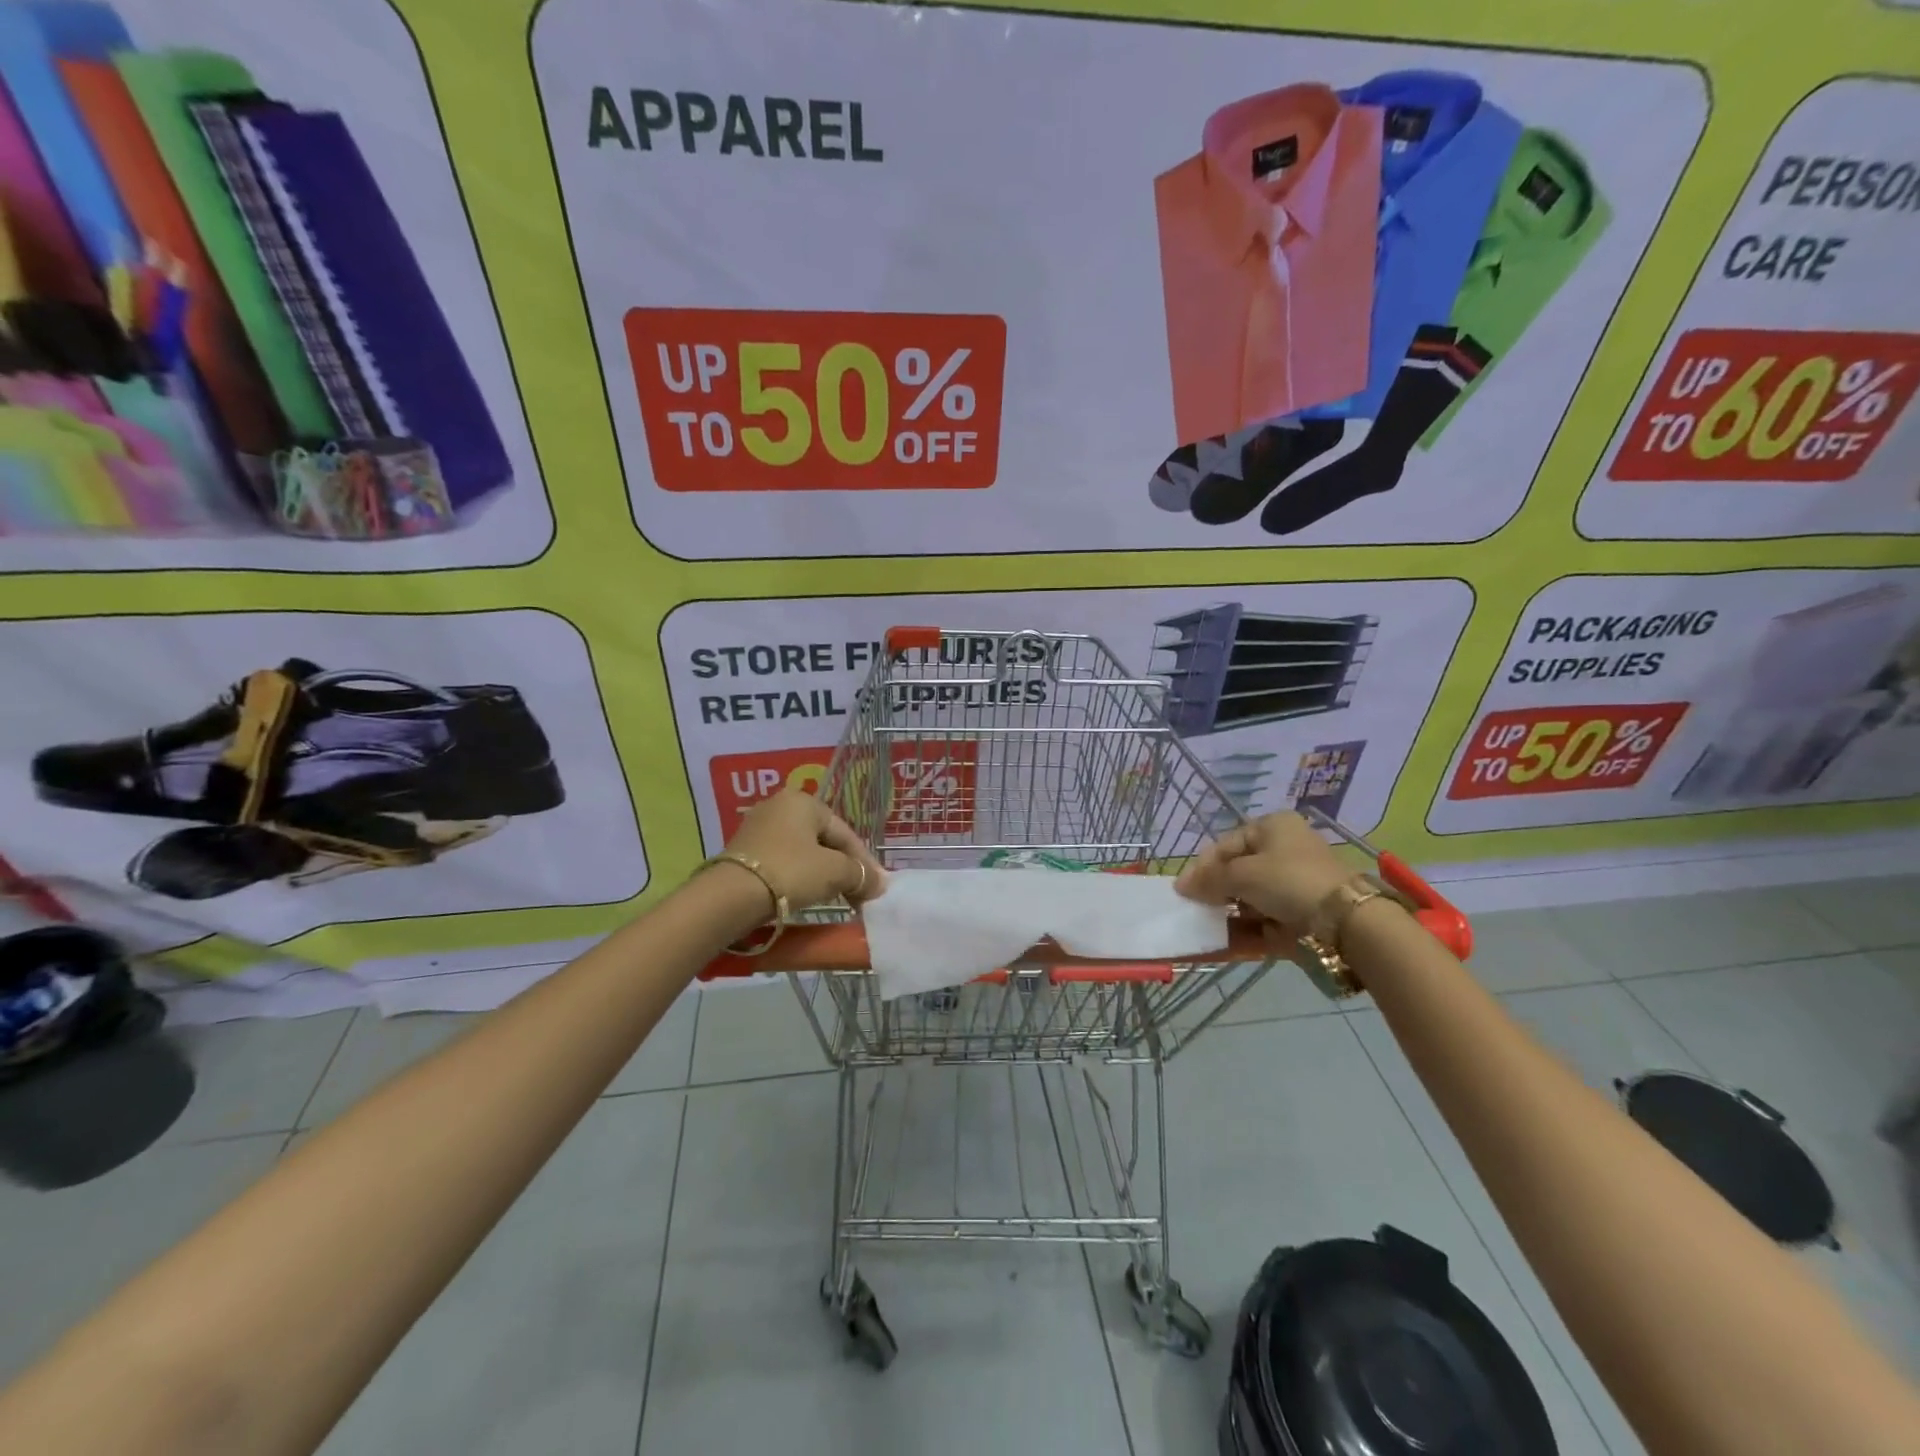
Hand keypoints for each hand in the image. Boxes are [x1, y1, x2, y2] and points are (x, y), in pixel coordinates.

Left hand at [722, 789, 885, 911]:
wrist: (731, 897)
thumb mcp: (834, 872)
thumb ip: (861, 875)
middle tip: (858, 895)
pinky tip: (807, 894)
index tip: (876, 888)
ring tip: (836, 897)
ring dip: (823, 874)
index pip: (845, 833)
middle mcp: (779, 806)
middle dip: (844, 868)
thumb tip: (880, 884)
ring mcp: (758, 827)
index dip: (865, 862)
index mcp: (803, 801)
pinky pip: (783, 861)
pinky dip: (799, 876)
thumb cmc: (790, 872)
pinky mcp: (744, 851)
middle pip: (824, 840)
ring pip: (804, 851)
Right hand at [1174, 811, 1351, 929]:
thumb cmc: (1287, 881)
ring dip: (1228, 913)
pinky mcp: (1300, 913)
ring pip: (1249, 898)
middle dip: (1215, 892)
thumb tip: (1180, 886)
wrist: (1345, 920)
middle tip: (1195, 909)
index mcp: (1271, 827)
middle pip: (1237, 871)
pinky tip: (1225, 942)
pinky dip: (1245, 930)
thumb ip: (1208, 880)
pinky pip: (1264, 919)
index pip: (1225, 844)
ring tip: (1208, 928)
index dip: (1201, 866)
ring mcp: (1293, 883)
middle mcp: (1283, 850)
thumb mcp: (1241, 874)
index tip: (1183, 890)